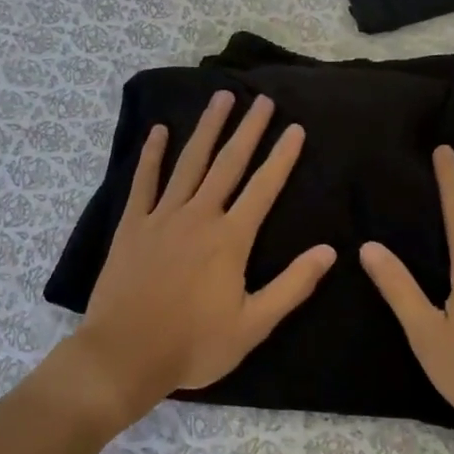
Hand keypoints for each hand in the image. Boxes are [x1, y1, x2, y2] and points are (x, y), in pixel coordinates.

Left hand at [62, 90, 335, 432]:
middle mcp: (199, 216)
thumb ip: (292, 286)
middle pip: (228, 163)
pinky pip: (144, 181)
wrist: (125, 354)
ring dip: (207, 128)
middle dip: (248, 129)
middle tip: (262, 100)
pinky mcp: (132, 225)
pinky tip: (160, 131)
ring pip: (190, 162)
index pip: (264, 188)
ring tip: (221, 98)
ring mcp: (162, 216)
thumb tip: (329, 251)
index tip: (295, 128)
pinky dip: (152, 155)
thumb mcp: (253, 325)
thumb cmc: (194, 345)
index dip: (282, 157)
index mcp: (230, 239)